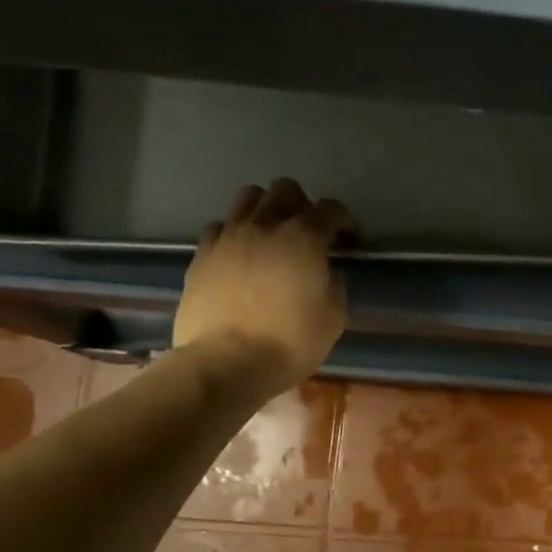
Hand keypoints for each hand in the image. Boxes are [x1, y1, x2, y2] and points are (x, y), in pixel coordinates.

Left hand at [173, 179, 356, 391]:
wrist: (226, 362)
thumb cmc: (290, 342)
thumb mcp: (333, 317)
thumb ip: (333, 285)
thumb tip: (324, 273)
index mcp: (303, 238)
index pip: (330, 209)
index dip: (345, 221)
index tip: (349, 241)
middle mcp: (264, 226)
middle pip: (285, 189)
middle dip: (302, 205)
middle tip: (309, 233)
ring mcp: (228, 237)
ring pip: (248, 197)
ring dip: (266, 210)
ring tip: (272, 236)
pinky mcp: (202, 254)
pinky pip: (220, 227)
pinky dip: (235, 232)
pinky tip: (241, 255)